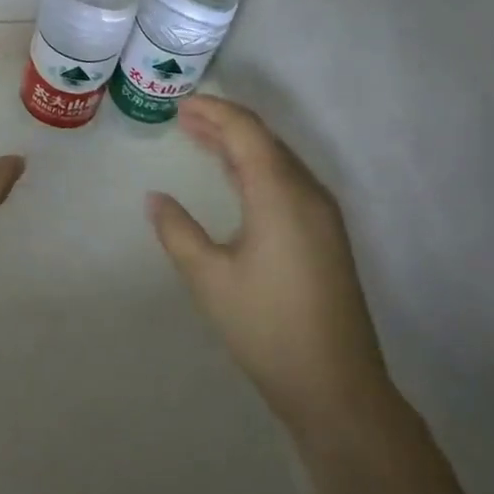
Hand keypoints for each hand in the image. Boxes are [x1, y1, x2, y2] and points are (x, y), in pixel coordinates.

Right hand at [149, 96, 390, 426]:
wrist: (338, 388)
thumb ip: (177, 231)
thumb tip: (155, 198)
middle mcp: (307, 193)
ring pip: (278, 159)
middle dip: (224, 123)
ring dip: (240, 144)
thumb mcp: (209, 278)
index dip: (213, 111)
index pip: (247, 131)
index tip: (180, 105)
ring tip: (201, 137)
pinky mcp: (325, 235)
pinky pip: (287, 181)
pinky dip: (256, 167)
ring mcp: (322, 215)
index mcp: (280, 194)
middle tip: (183, 117)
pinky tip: (235, 177)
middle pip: (264, 139)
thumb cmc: (267, 327)